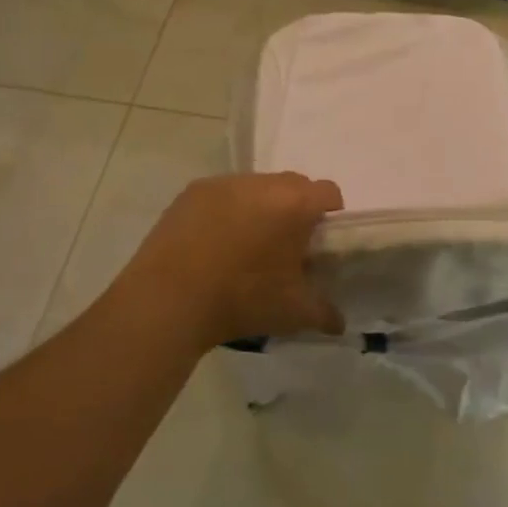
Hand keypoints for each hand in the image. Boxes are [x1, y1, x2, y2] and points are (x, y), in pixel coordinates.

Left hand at [109, 173, 344, 349]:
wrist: (167, 301)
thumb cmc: (241, 300)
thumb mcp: (292, 312)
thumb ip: (323, 312)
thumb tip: (339, 323)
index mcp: (294, 204)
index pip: (328, 192)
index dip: (330, 214)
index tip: (319, 241)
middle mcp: (262, 183)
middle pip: (293, 184)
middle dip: (295, 208)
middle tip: (284, 245)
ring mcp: (224, 183)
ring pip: (257, 186)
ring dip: (261, 206)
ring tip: (245, 244)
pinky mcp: (192, 192)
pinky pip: (223, 193)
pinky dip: (227, 210)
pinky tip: (214, 242)